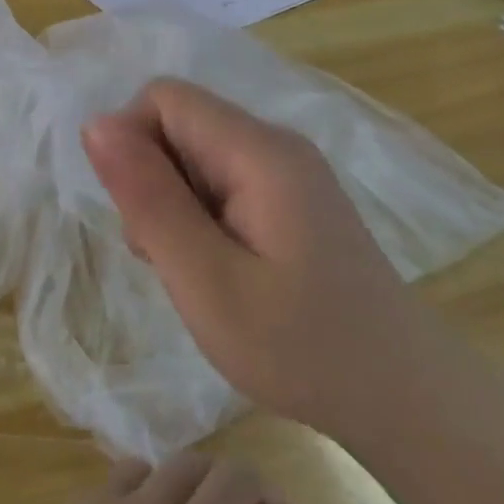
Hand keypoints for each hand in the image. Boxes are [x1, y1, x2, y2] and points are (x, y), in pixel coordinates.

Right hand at [79, 79, 417, 436]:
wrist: (409, 405)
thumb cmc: (302, 349)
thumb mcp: (206, 280)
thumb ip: (148, 198)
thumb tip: (94, 123)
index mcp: (259, 151)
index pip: (164, 98)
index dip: (131, 145)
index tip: (139, 217)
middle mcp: (275, 145)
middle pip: (180, 125)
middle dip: (152, 182)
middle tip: (168, 258)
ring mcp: (288, 173)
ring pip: (195, 157)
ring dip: (173, 205)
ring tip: (194, 274)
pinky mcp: (291, 201)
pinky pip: (221, 183)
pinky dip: (200, 219)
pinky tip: (217, 272)